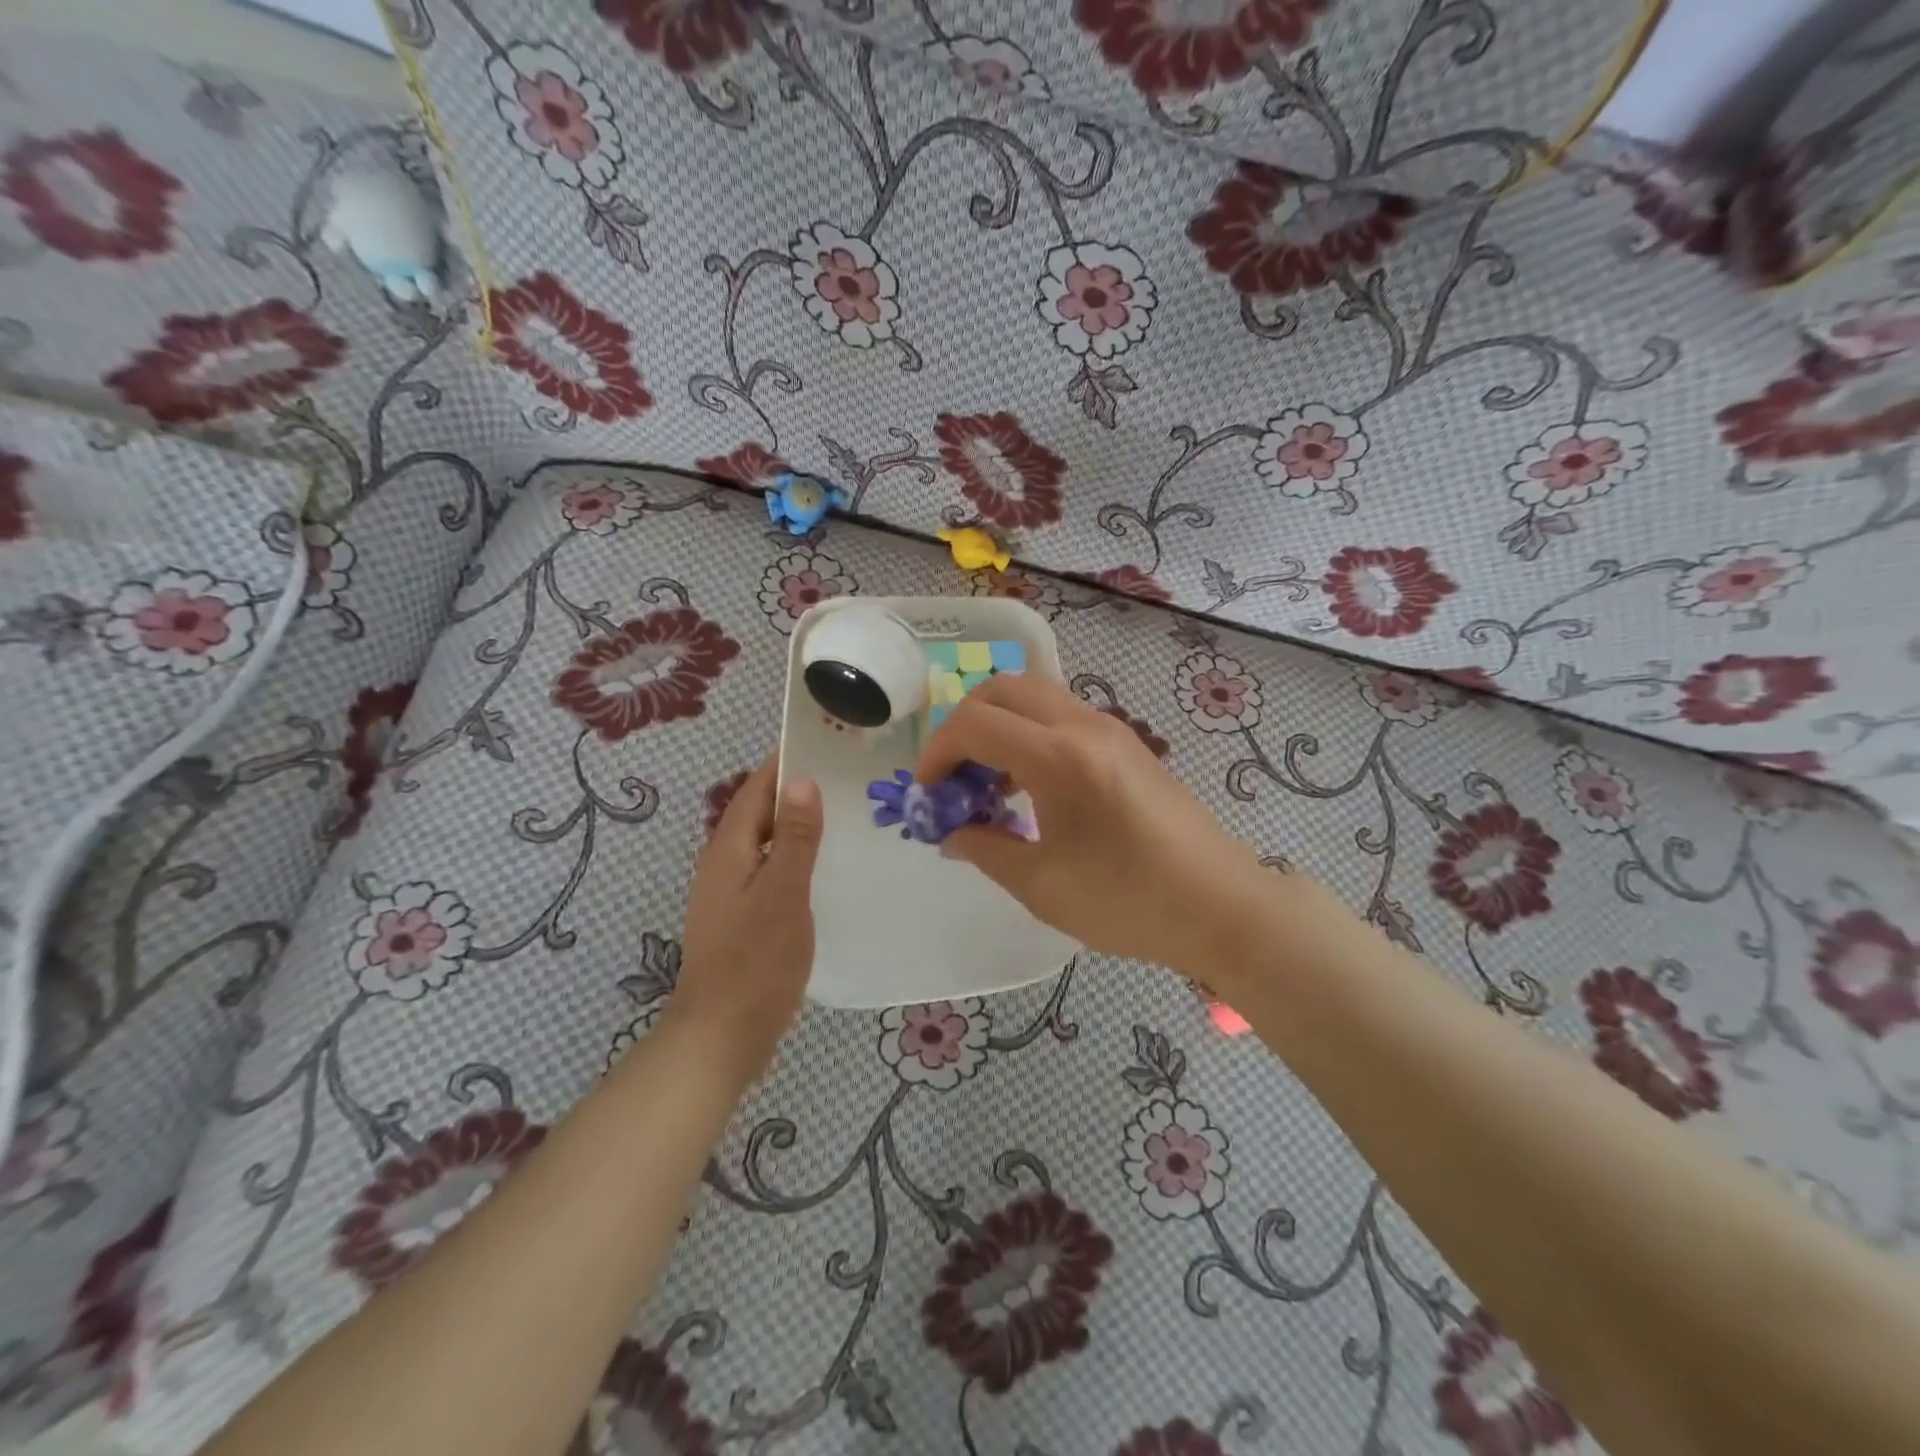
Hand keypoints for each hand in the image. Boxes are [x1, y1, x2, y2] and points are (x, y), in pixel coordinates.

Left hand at [666, 758, 822, 1078]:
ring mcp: (733, 894)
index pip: (755, 789)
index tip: (822, 740)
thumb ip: (796, 838)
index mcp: (728, 851)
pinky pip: (773, 871)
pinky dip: (798, 858)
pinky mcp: (745, 918)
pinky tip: (827, 868)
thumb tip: (802, 781)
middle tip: (846, 775)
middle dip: (796, 790)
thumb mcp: (783, 894)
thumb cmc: (755, 961)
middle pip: (760, 813)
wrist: (723, 1035)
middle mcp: (725, 864)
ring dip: (799, 825)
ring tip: (845, 813)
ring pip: (768, 843)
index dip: (783, 762)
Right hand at [915, 674, 1262, 971]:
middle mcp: (1084, 726)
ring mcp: (1111, 729)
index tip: (929, 792)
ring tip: (990, 784)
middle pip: (1003, 688)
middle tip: (954, 774)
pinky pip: (1063, 716)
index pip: (975, 724)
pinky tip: (1032, 788)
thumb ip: (985, 850)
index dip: (938, 752)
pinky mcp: (1128, 744)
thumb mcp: (1042, 886)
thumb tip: (952, 834)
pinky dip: (1031, 734)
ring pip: (1036, 696)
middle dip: (964, 723)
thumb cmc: (1128, 901)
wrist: (1221, 906)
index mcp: (1058, 758)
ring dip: (1000, 725)